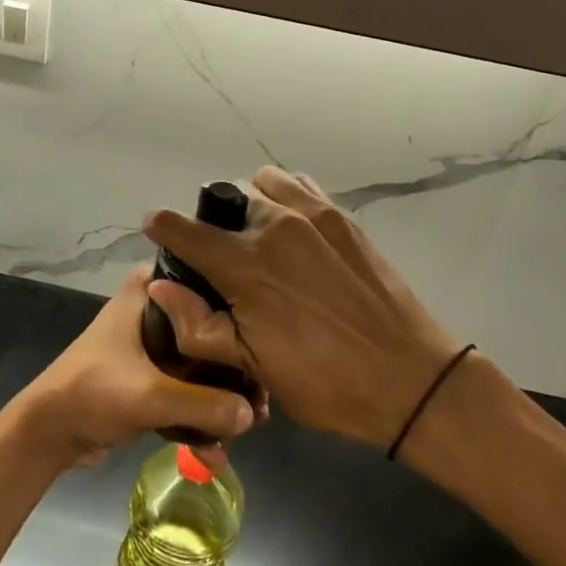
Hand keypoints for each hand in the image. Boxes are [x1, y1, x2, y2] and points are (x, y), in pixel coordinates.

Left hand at [3, 267, 262, 470]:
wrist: (49, 432)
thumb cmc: (93, 392)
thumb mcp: (150, 396)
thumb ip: (203, 404)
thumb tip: (252, 414)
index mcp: (149, 290)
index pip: (206, 285)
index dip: (236, 314)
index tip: (266, 344)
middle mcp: (154, 307)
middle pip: (208, 328)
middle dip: (234, 366)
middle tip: (263, 394)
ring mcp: (152, 343)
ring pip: (200, 361)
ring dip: (220, 393)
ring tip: (251, 424)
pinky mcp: (149, 374)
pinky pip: (185, 386)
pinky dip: (200, 411)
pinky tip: (219, 449)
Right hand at [143, 167, 465, 449]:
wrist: (409, 378)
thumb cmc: (325, 382)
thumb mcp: (253, 368)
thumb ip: (198, 326)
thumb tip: (160, 288)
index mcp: (245, 265)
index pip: (183, 228)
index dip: (162, 226)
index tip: (155, 229)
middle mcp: (273, 225)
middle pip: (223, 203)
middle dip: (213, 224)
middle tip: (226, 259)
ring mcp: (311, 213)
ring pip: (261, 184)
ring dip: (251, 204)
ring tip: (262, 239)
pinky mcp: (341, 215)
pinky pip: (299, 184)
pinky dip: (285, 196)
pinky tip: (296, 230)